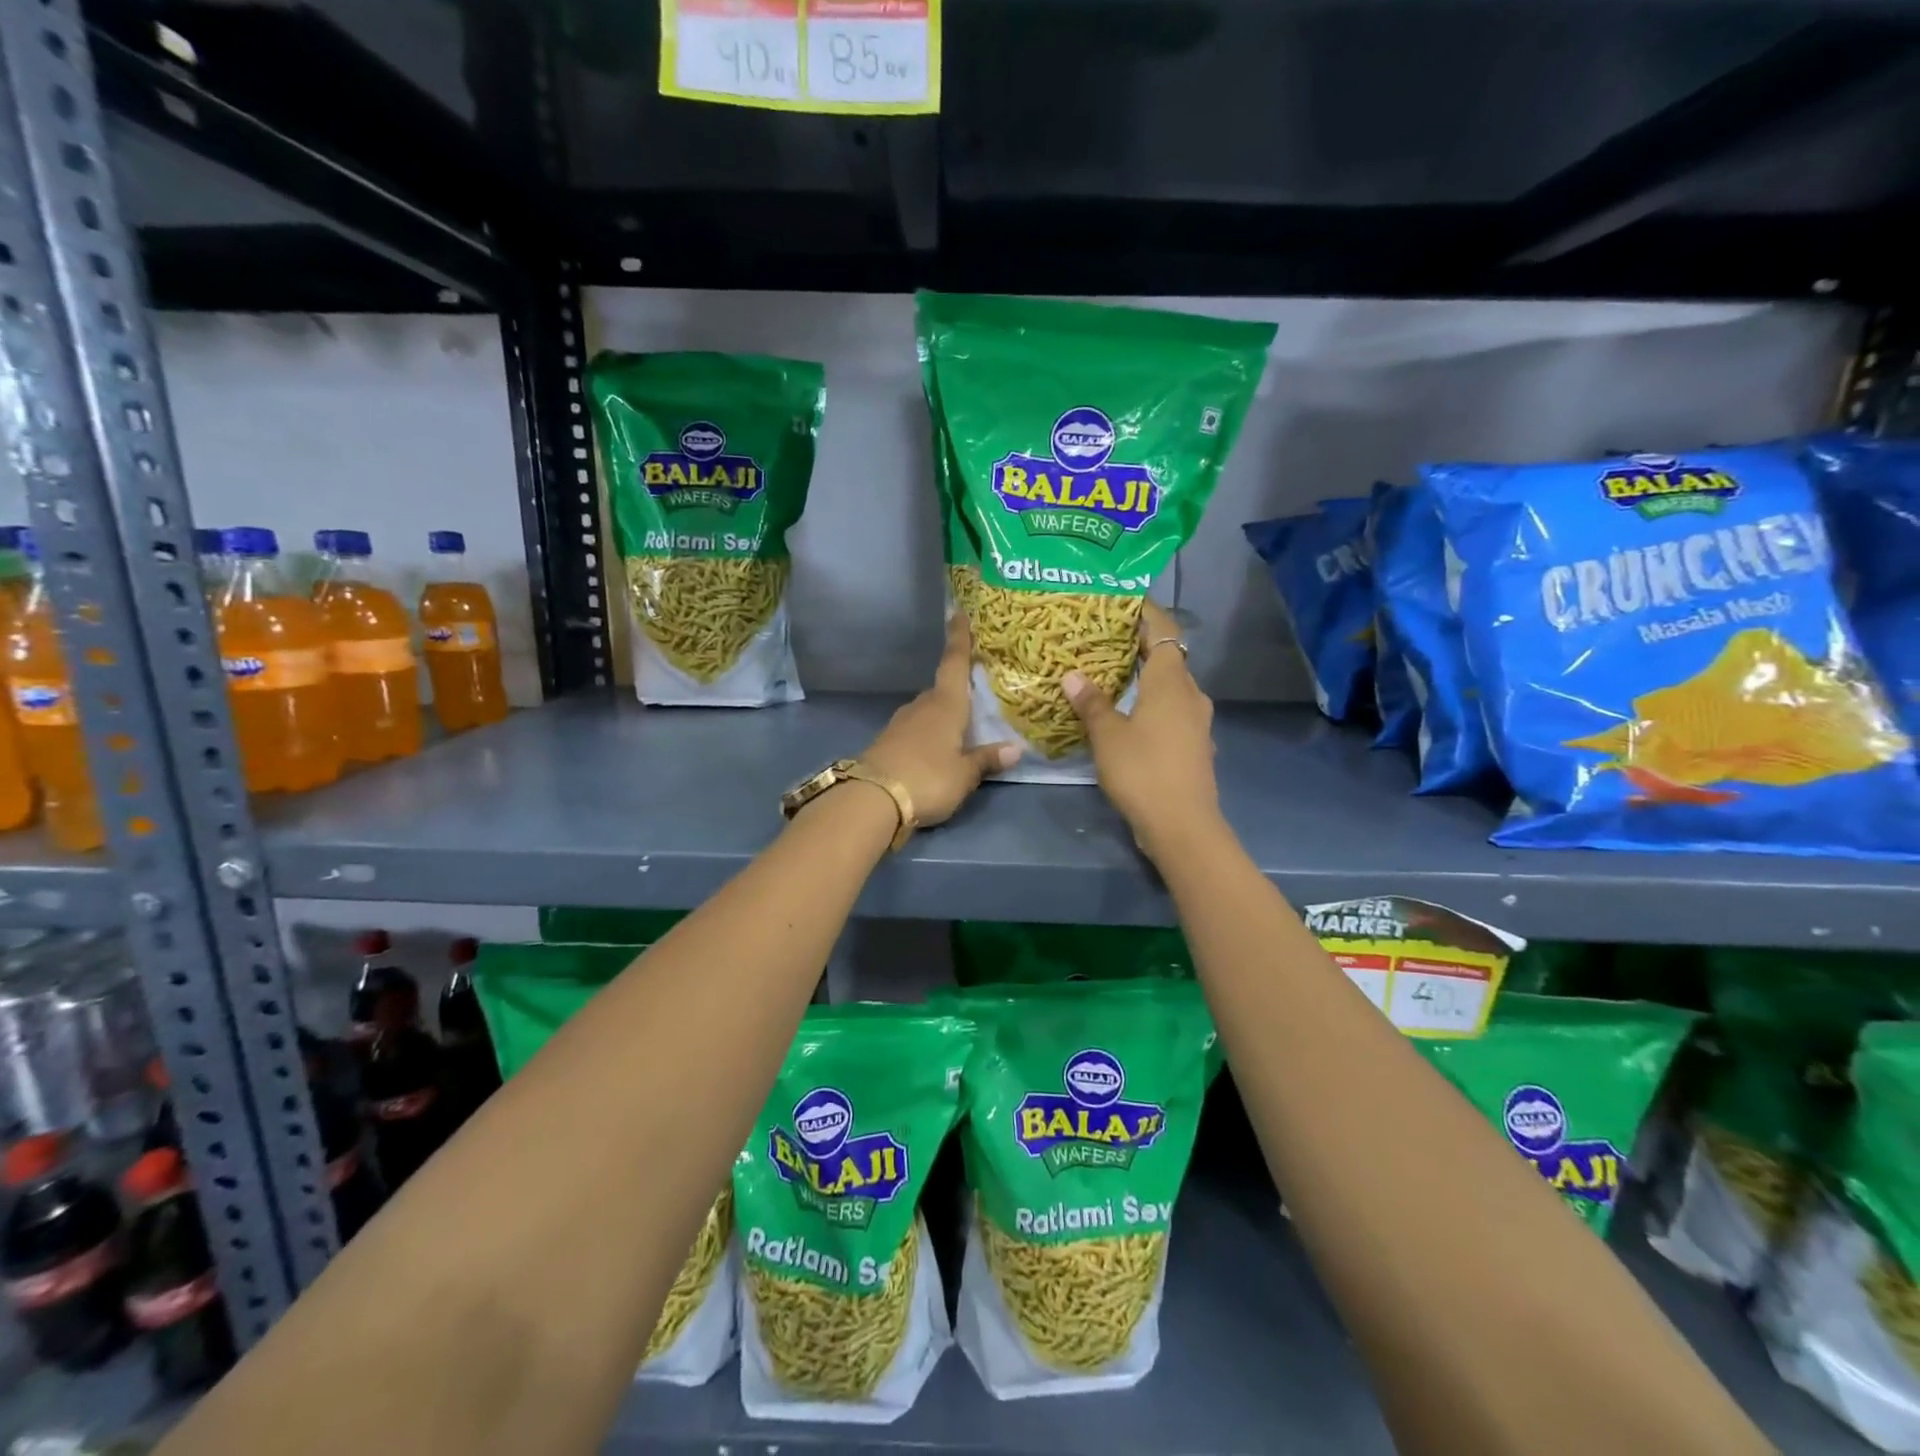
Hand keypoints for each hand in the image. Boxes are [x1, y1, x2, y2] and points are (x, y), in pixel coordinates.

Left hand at [861, 613, 1018, 828]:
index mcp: (945, 704)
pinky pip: (915, 729)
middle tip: (975, 695)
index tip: (957, 612)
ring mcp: (900, 723)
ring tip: (959, 728)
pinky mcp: (887, 742)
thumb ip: (987, 760)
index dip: (959, 638)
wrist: (872, 799)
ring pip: (927, 710)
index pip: (954, 663)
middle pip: (942, 690)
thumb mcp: (964, 775)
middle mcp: (922, 706)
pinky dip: (928, 733)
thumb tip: (1015, 749)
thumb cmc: (928, 778)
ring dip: (942, 715)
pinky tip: (935, 749)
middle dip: (957, 690)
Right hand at [1063, 600, 1222, 862]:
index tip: (1123, 600)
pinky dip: (1151, 704)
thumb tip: (1073, 675)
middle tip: (1105, 639)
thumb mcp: (1108, 736)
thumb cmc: (1144, 771)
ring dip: (1146, 678)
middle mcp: (1191, 695)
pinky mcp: (1194, 746)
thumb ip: (1092, 703)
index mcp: (1172, 682)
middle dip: (1141, 645)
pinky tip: (1128, 715)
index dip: (1146, 612)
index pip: (1164, 631)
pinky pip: (1172, 711)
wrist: (1182, 826)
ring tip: (1112, 675)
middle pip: (1169, 658)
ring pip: (1171, 687)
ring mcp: (1196, 722)